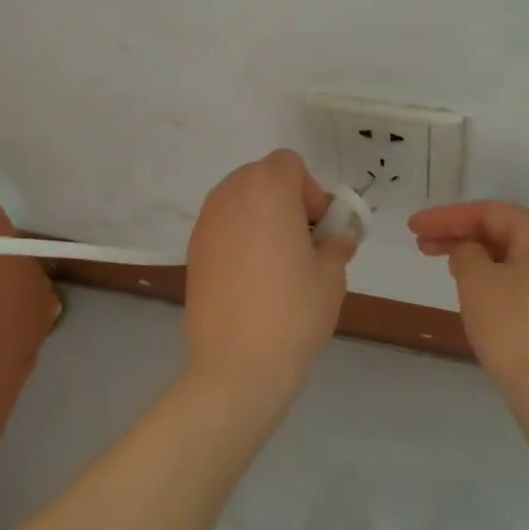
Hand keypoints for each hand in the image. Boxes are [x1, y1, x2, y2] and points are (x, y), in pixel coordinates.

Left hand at [183, 150, 357, 420]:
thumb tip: (336, 239)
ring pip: (241, 201)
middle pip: (262, 177)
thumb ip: (336, 245)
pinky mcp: (193, 250)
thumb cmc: (293, 311)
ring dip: (262, 218)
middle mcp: (230, 194)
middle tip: (303, 243)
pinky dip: (241, 239)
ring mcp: (206, 222)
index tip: (317, 228)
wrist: (236, 365)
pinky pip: (224, 227)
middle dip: (285, 200)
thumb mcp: (331, 275)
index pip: (289, 163)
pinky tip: (252, 280)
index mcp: (267, 188)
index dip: (309, 190)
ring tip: (278, 264)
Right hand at [408, 200, 528, 400]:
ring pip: (515, 259)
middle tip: (422, 244)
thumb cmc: (515, 329)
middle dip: (460, 235)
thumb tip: (470, 252)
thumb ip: (465, 253)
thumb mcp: (477, 281)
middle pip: (504, 232)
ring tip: (445, 265)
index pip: (489, 212)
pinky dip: (497, 279)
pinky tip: (477, 293)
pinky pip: (526, 283)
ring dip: (478, 258)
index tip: (413, 227)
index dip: (446, 217)